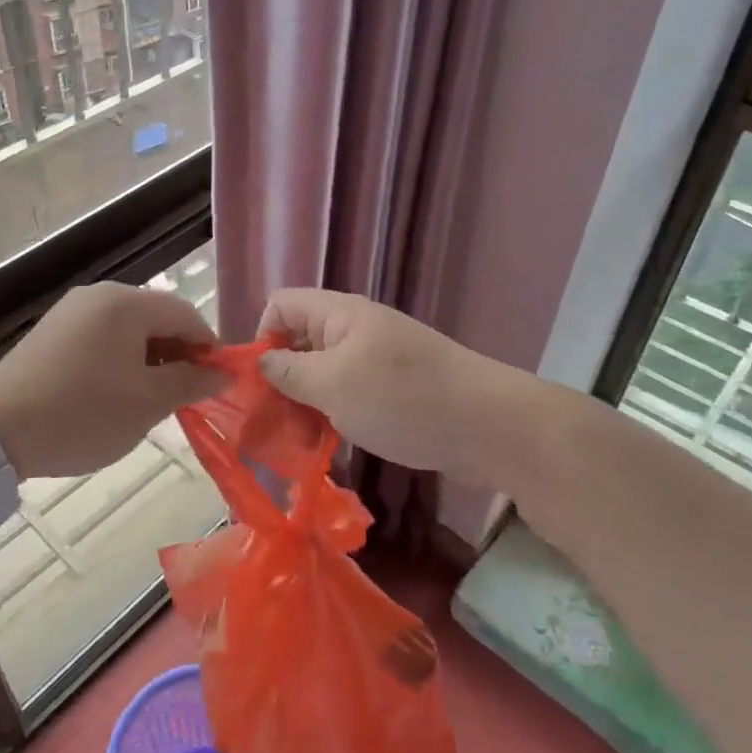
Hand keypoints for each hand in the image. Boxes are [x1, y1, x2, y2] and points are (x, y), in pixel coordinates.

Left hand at [0, 282, 222, 481]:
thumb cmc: (82, 413)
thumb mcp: (146, 403)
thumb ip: (190, 383)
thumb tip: (223, 373)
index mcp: (126, 303)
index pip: (185, 314)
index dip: (208, 347)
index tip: (216, 383)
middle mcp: (99, 296)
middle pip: (156, 317)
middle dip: (178, 354)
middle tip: (184, 396)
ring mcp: (71, 312)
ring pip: (128, 330)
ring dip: (149, 360)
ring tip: (151, 400)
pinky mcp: (52, 332)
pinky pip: (101, 338)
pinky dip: (120, 361)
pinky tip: (115, 394)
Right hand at [256, 288, 497, 472]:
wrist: (490, 426)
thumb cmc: (403, 399)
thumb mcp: (333, 386)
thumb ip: (288, 373)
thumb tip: (261, 362)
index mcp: (339, 315)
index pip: (281, 305)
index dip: (263, 337)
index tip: (263, 383)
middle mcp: (355, 330)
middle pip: (299, 342)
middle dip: (283, 382)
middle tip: (278, 426)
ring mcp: (377, 360)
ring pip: (323, 374)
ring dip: (307, 406)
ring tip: (307, 445)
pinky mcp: (394, 389)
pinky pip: (349, 394)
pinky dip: (335, 416)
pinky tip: (334, 447)